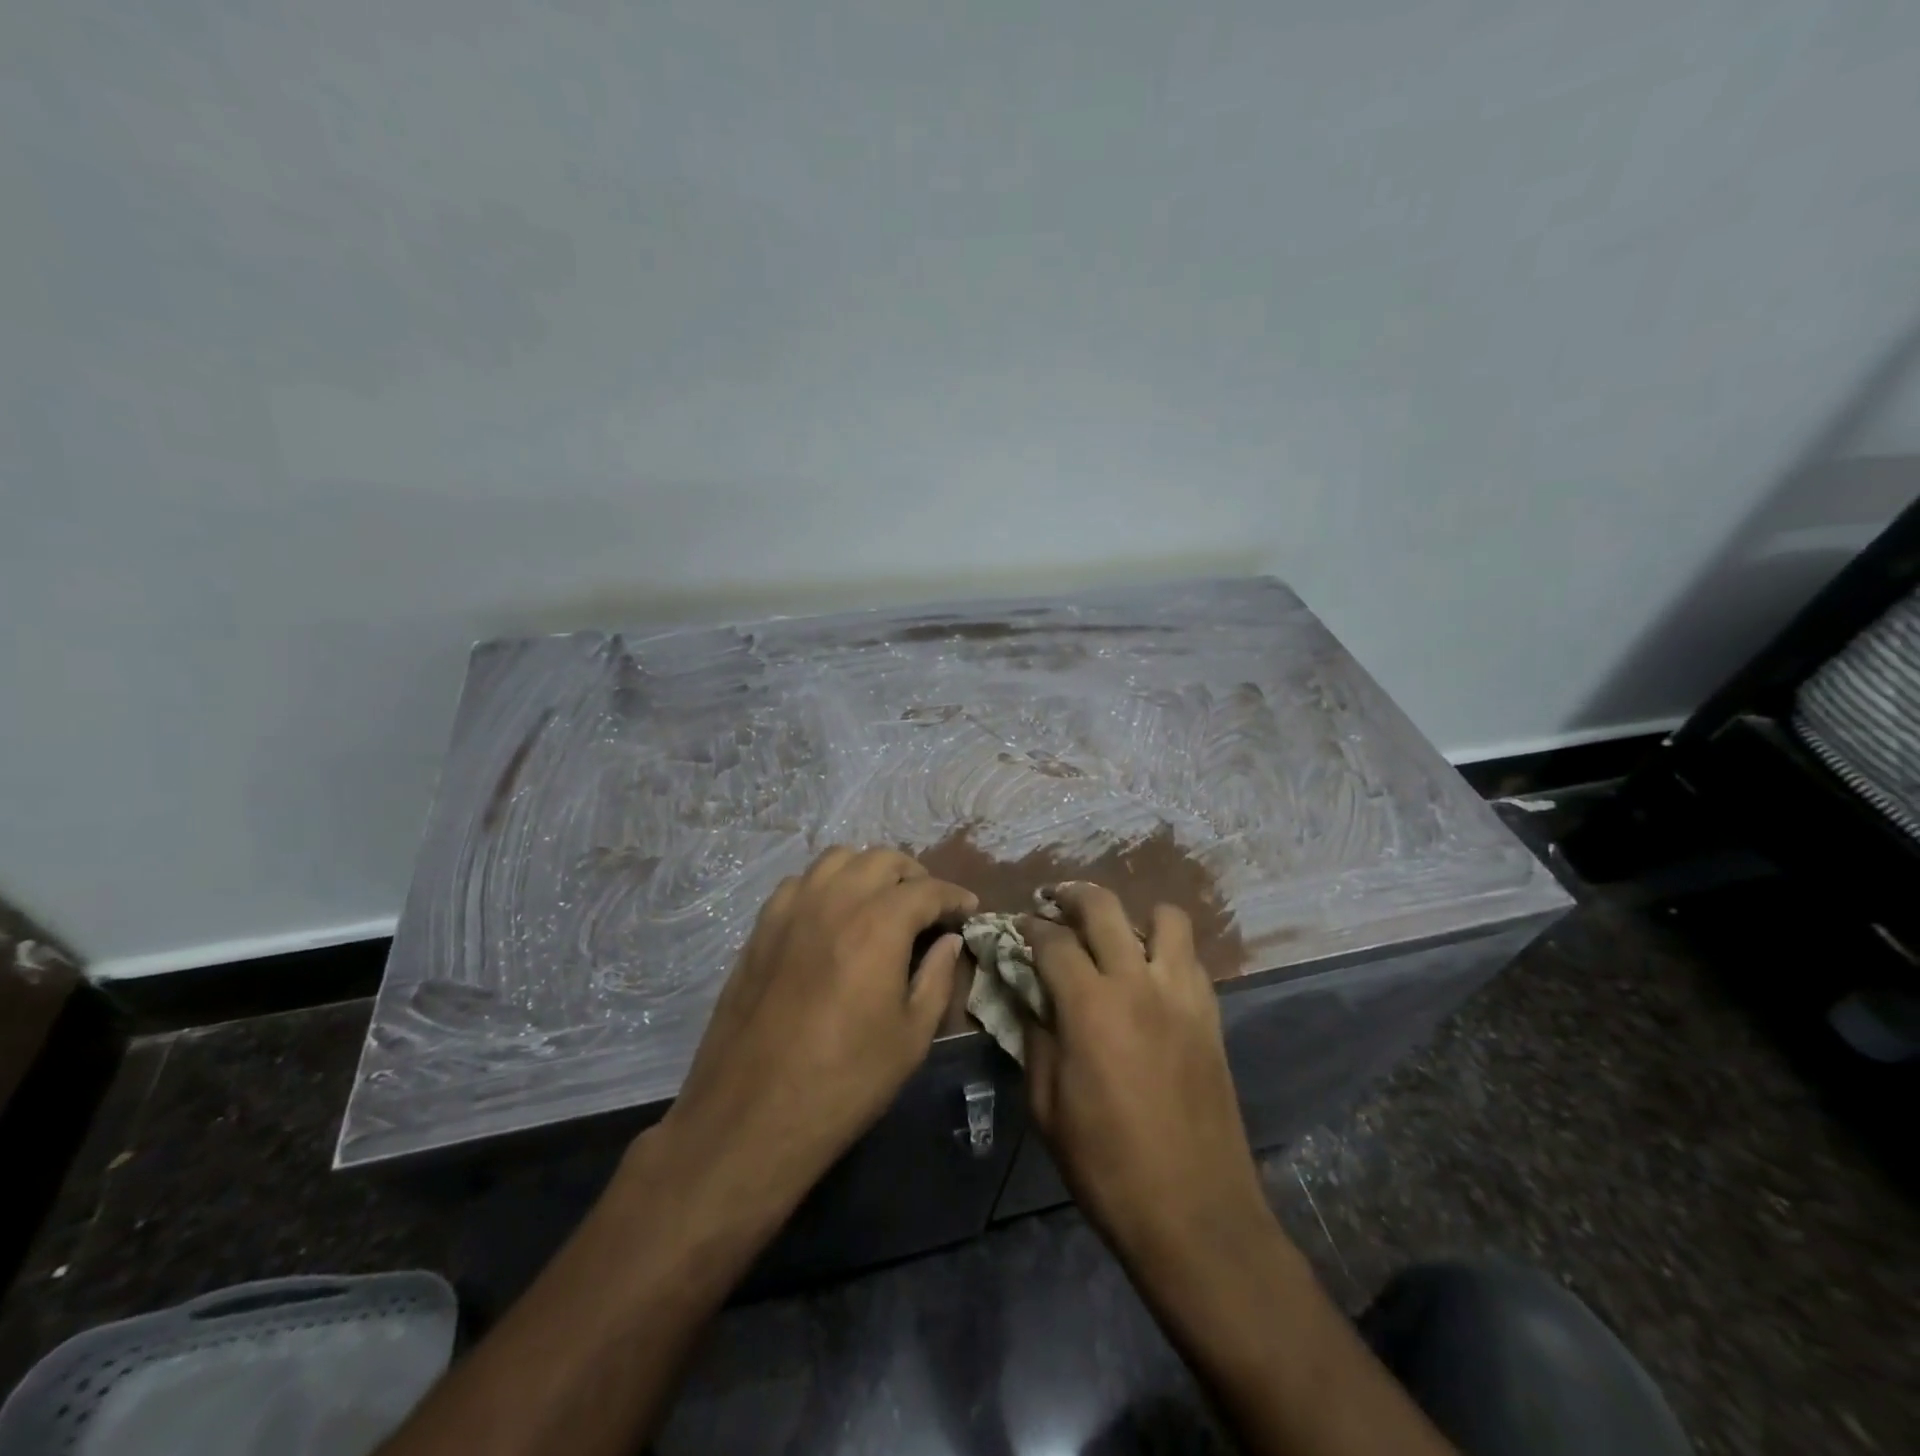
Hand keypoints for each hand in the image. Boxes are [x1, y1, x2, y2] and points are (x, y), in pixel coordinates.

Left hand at [652, 847, 977, 1214]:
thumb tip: (949, 940)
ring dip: (869, 870)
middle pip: (883, 859)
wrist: (752, 1115)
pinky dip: (827, 884)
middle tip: (928, 906)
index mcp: (879, 925)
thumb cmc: (844, 1081)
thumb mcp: (911, 1037)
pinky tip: (833, 914)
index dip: (954, 896)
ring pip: (838, 859)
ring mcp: (792, 909)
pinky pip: (801, 881)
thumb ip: (937, 977)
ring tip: (881, 900)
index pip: (927, 889)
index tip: (968, 908)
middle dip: (914, 876)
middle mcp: (835, 901)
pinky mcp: (762, 926)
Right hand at [1021, 883, 1270, 1266]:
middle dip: (1073, 895)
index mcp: (1090, 1006)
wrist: (1195, 1214)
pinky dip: (1166, 949)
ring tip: (1113, 935)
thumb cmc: (1106, 1166)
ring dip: (1132, 915)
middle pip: (1105, 907)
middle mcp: (1138, 983)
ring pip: (1165, 918)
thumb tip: (1026, 998)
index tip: (1017, 926)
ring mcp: (1182, 994)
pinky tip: (1149, 974)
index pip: (1052, 940)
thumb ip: (1034, 1039)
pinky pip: (1190, 957)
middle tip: (1054, 903)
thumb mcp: (1046, 1107)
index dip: (1029, 927)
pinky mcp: (1211, 1014)